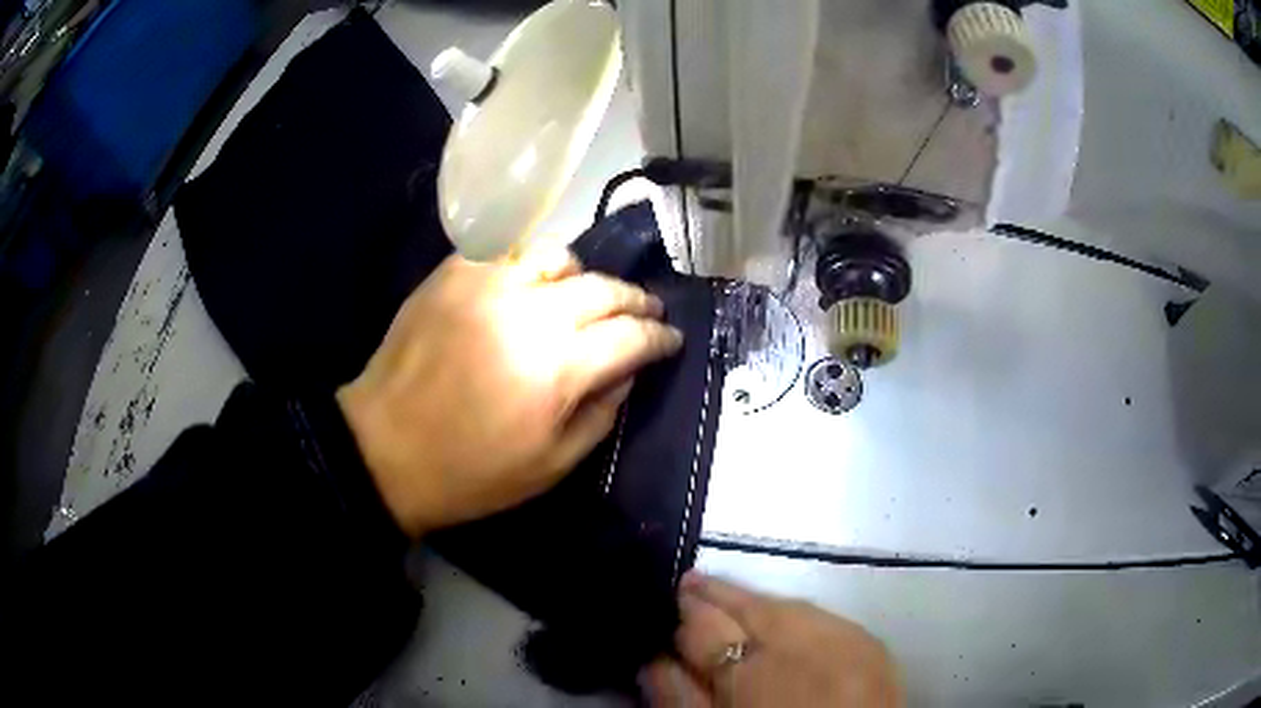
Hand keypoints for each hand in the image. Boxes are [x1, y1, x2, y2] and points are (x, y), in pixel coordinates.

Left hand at [337, 246, 682, 538]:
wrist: (385, 449)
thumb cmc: (471, 472)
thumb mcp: (552, 465)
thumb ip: (602, 413)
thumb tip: (628, 371)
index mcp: (558, 370)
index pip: (632, 337)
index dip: (660, 337)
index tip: (671, 339)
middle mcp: (530, 314)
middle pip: (604, 289)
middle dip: (635, 301)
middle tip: (646, 312)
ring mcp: (488, 285)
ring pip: (559, 256)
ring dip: (584, 276)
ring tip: (585, 295)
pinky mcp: (454, 274)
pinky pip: (509, 252)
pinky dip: (533, 265)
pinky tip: (533, 285)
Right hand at [642, 573, 902, 707]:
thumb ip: (679, 699)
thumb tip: (655, 659)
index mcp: (753, 676)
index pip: (706, 628)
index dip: (683, 615)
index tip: (668, 604)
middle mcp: (801, 648)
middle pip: (750, 607)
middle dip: (717, 594)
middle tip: (690, 583)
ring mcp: (843, 641)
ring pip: (787, 605)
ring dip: (756, 601)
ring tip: (729, 597)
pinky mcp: (871, 645)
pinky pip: (823, 616)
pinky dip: (795, 613)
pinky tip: (781, 616)